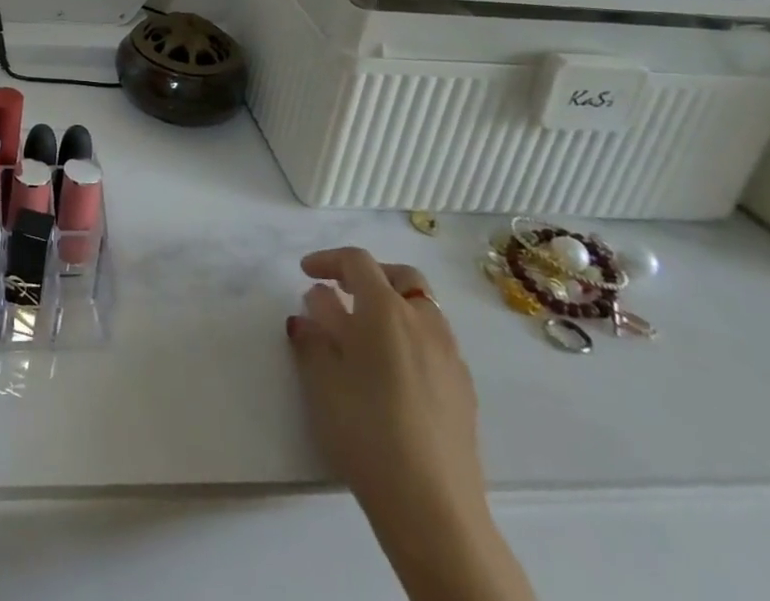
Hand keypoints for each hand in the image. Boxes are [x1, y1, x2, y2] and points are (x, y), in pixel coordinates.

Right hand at [286, 247, 484, 523]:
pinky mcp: (464, 391)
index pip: (357, 262)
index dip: (328, 260)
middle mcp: (424, 322)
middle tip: (342, 292)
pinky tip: (392, 373)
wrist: (433, 509)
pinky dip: (410, 338)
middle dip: (369, 276)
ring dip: (392, 307)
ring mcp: (450, 357)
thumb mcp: (322, 379)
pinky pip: (435, 343)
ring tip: (364, 334)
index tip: (305, 273)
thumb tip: (314, 306)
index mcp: (386, 310)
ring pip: (423, 309)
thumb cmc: (366, 430)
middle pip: (401, 276)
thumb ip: (313, 334)